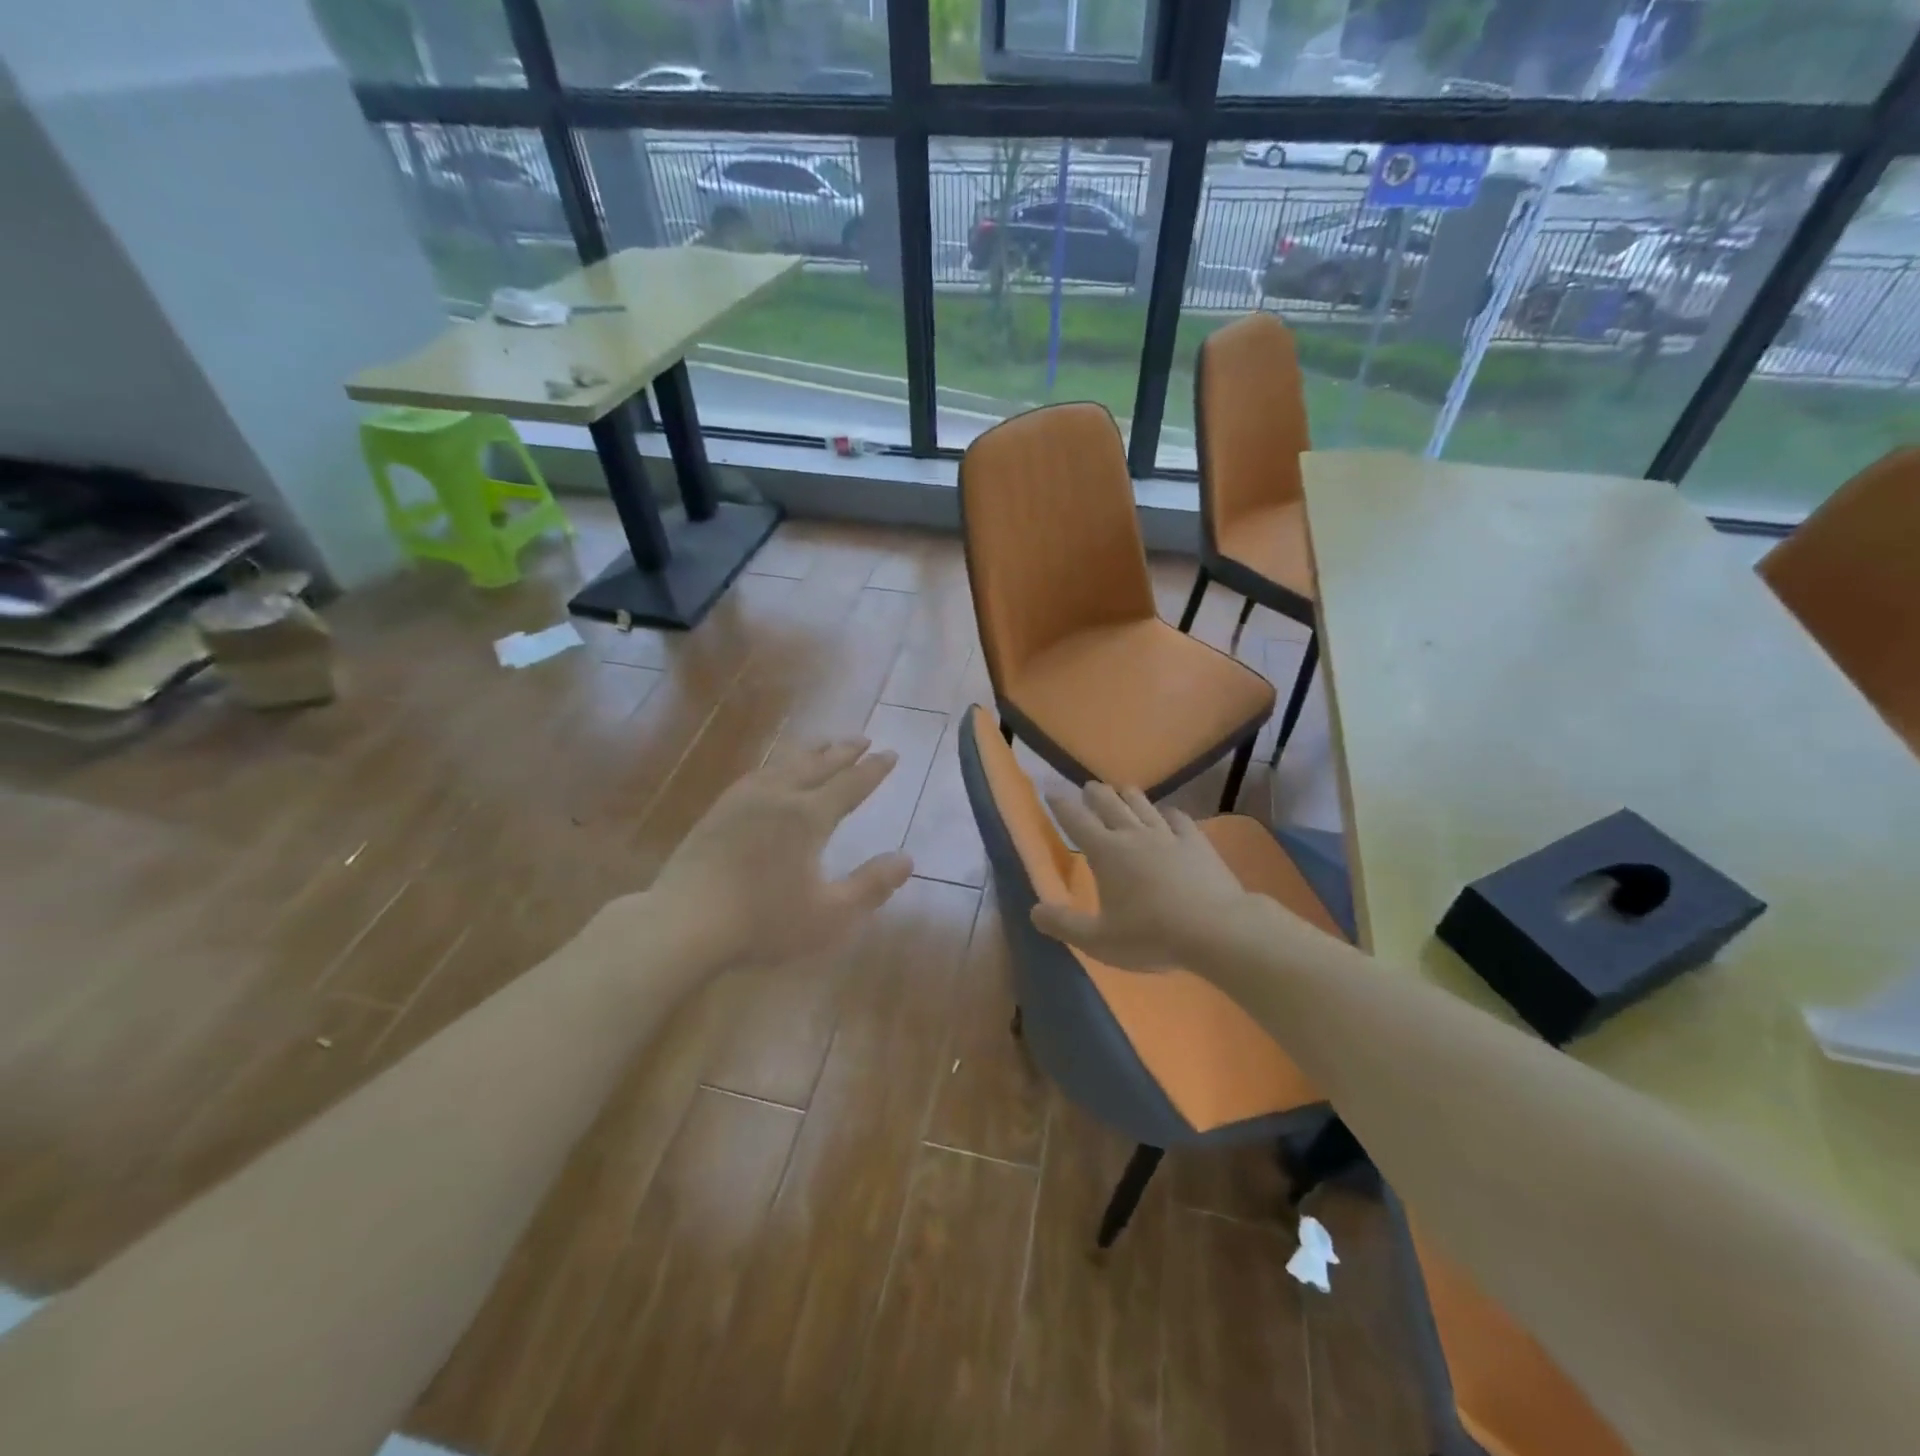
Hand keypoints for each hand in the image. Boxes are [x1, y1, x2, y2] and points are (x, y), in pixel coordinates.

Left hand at [635, 738, 913, 970]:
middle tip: (862, 739)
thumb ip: (871, 885)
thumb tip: (907, 859)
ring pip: (784, 763)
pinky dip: (777, 764)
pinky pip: (757, 773)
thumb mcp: (830, 914)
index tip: (890, 753)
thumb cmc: (763, 922)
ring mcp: (743, 800)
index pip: (850, 785)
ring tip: (823, 744)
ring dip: (810, 752)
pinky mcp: (718, 811)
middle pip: (817, 764)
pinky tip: (772, 771)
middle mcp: (778, 797)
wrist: (684, 923)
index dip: (873, 770)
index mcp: (808, 817)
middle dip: (843, 751)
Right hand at [1030, 784, 1248, 970]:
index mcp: (1106, 852)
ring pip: (1142, 804)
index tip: (1051, 791)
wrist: (1216, 929)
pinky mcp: (1197, 842)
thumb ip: (1064, 925)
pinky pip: (1178, 818)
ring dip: (1128, 795)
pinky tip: (1167, 815)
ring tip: (1122, 790)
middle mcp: (1133, 835)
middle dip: (1095, 793)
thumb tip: (1034, 911)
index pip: (1076, 820)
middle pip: (1109, 803)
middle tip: (1088, 787)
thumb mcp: (1099, 940)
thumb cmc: (1152, 935)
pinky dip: (1167, 813)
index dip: (1061, 804)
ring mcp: (1168, 835)